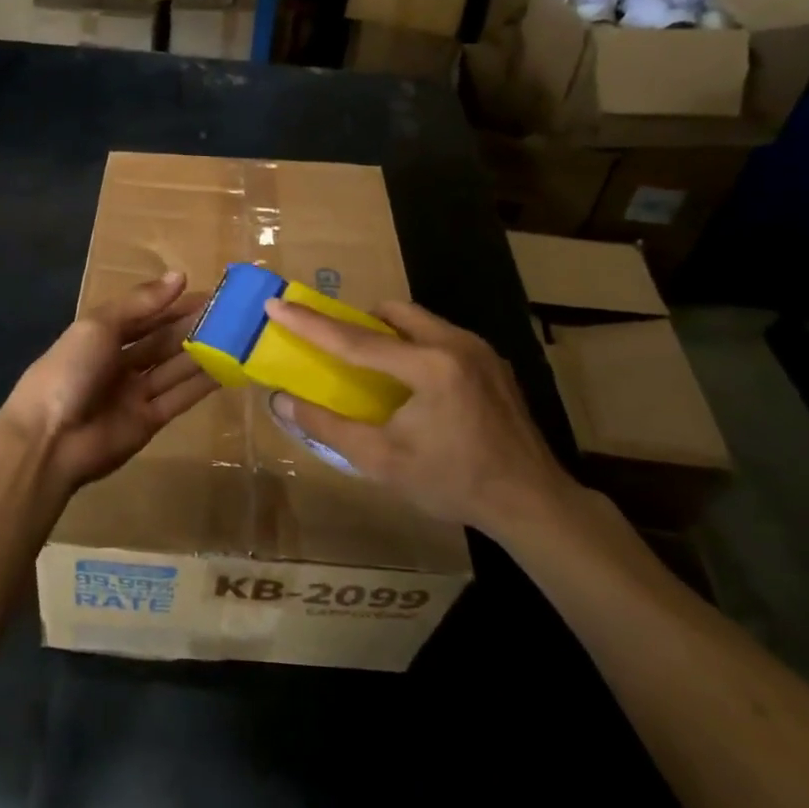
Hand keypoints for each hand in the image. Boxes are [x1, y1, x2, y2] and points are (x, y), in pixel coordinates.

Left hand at [0, 272, 216, 499]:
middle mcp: (119, 363)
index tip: (209, 293)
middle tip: (233, 314)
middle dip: (192, 326)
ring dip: (202, 352)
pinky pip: (180, 397)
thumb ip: (140, 303)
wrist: (49, 439)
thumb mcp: (98, 326)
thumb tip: (180, 275)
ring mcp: (134, 393)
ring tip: (238, 335)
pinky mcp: (149, 421)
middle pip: (161, 341)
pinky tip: (229, 368)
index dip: (173, 304)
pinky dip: (203, 383)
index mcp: (100, 336)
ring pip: (174, 367)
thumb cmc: (69, 371)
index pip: (144, 315)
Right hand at [264, 298, 573, 537]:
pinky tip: (414, 385)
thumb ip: (327, 427)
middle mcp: (456, 345)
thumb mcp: (382, 461)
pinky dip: (415, 346)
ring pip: (419, 321)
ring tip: (374, 367)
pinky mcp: (492, 363)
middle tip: (336, 343)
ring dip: (389, 333)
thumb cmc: (453, 483)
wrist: (532, 502)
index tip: (276, 305)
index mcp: (429, 367)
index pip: (355, 339)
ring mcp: (480, 351)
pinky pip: (441, 336)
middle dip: (359, 321)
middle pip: (393, 313)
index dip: (310, 323)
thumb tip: (281, 402)